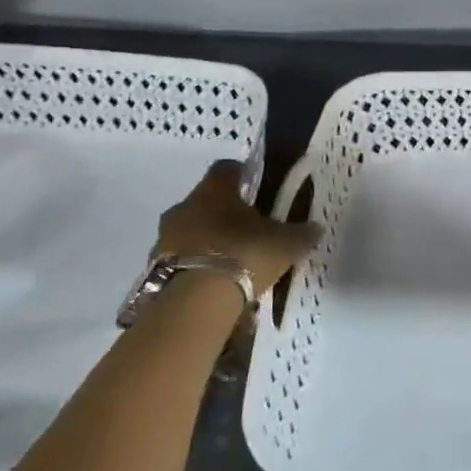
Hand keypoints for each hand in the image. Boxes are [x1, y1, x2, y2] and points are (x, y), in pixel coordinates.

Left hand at [154, 160, 320, 297]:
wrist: (195, 303)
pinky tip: (214, 282)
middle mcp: (185, 206)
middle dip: (224, 211)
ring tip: (231, 261)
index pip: (226, 168)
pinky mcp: (154, 268)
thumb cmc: (244, 255)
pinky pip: (179, 258)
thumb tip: (315, 228)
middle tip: (248, 228)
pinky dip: (195, 264)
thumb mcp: (285, 244)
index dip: (242, 174)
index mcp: (214, 190)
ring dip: (207, 239)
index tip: (256, 186)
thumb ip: (301, 233)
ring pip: (189, 230)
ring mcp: (165, 238)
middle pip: (205, 200)